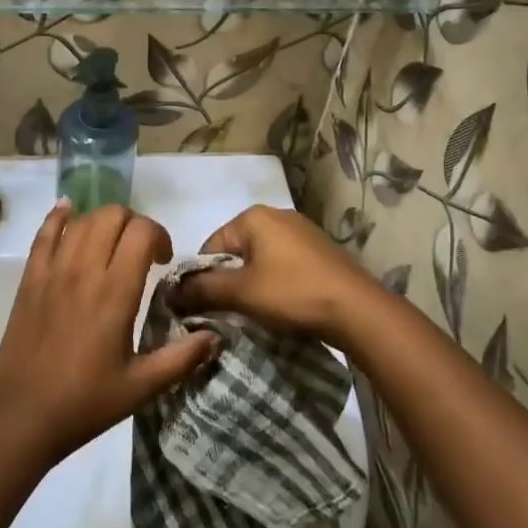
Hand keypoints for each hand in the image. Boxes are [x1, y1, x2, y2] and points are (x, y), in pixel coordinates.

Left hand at [0, 202, 219, 458]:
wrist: (22, 415)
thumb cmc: (85, 402)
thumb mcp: (141, 387)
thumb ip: (181, 358)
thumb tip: (215, 337)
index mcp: (115, 293)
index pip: (141, 233)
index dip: (159, 235)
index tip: (164, 261)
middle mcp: (83, 271)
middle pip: (112, 216)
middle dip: (135, 223)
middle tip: (141, 252)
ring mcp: (52, 272)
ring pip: (82, 220)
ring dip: (103, 222)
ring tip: (112, 245)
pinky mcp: (30, 279)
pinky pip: (44, 234)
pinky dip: (59, 217)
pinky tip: (68, 212)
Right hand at [167, 204, 381, 345]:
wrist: (357, 310)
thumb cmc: (292, 294)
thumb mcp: (240, 293)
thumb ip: (202, 289)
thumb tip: (169, 293)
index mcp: (253, 217)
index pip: (210, 246)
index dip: (202, 278)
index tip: (204, 307)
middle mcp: (277, 215)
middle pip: (235, 251)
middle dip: (228, 281)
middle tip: (229, 312)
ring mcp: (302, 231)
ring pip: (259, 260)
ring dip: (251, 284)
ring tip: (255, 312)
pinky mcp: (320, 251)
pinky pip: (283, 265)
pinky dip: (275, 283)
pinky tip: (282, 305)